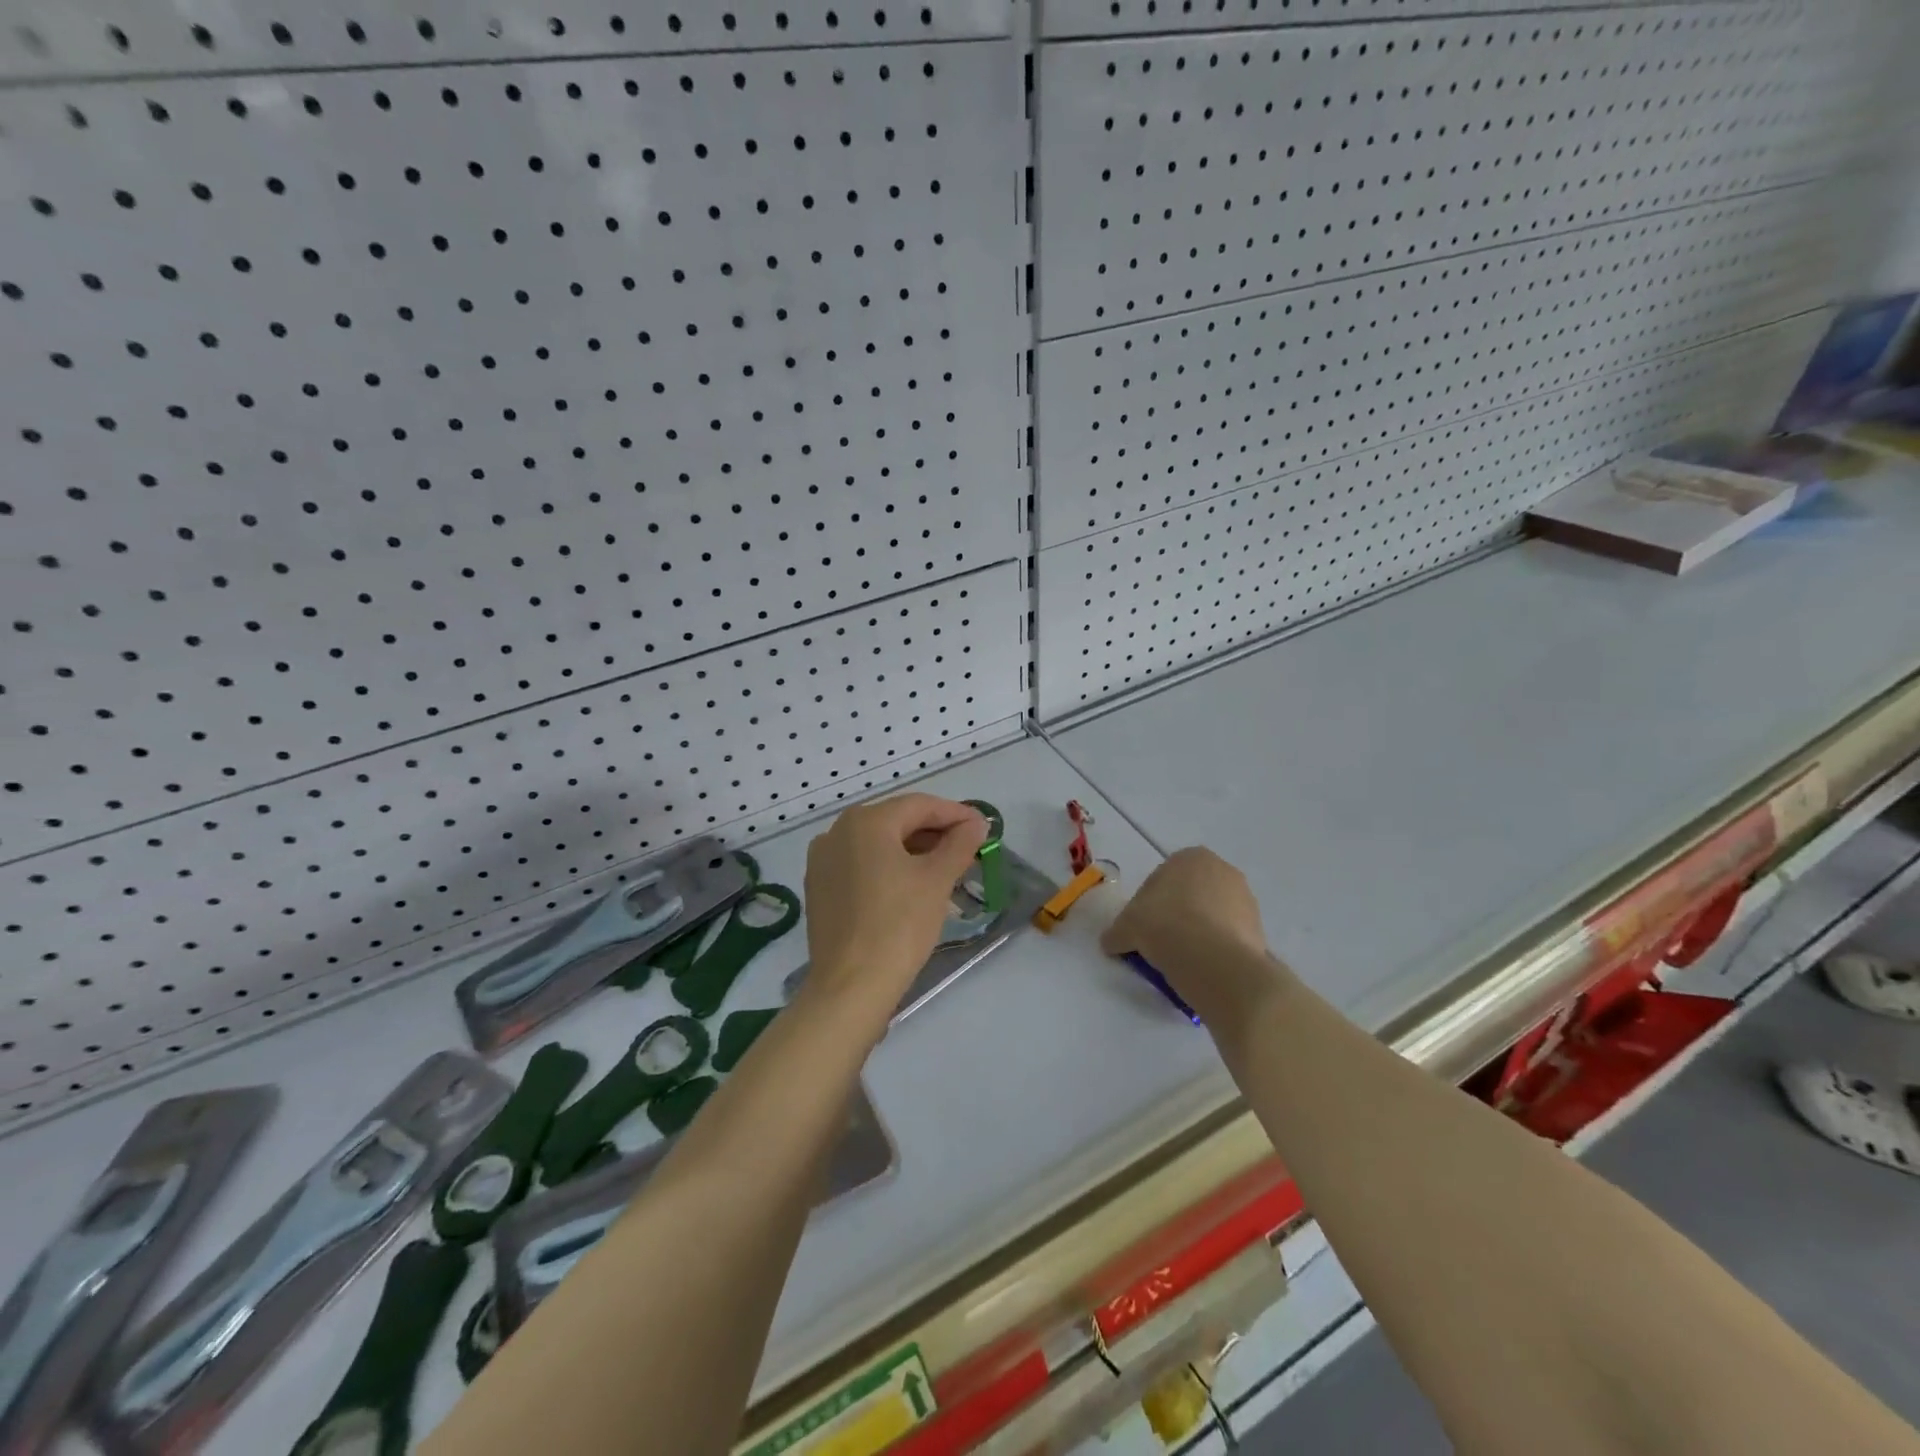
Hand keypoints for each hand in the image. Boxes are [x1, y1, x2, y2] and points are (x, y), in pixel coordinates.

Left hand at [802, 794, 988, 1019]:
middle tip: (968, 849)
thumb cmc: (898, 925)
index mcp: (865, 821)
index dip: (955, 814)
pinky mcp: (819, 888)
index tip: (983, 826)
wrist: (850, 986)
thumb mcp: (936, 880)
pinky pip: (860, 865)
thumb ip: (959, 844)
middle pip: (896, 821)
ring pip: (877, 844)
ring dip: (913, 851)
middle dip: (934, 833)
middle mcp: (837, 831)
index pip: (919, 806)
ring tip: (945, 869)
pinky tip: (911, 886)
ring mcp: (823, 860)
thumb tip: (976, 824)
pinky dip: (888, 868)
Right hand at [1099, 848, 1285, 1023]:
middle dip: (1176, 915)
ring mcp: (1246, 899)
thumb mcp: (1125, 928)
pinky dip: (1216, 949)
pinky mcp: (1260, 929)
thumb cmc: (1164, 926)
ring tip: (1181, 960)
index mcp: (1190, 857)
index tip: (1141, 929)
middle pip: (1190, 895)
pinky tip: (1202, 968)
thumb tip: (1111, 942)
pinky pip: (1229, 937)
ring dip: (1198, 932)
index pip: (1161, 879)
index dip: (1147, 905)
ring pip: (1212, 915)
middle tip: (1159, 943)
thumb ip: (1116, 932)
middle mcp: (1222, 869)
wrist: (1213, 961)